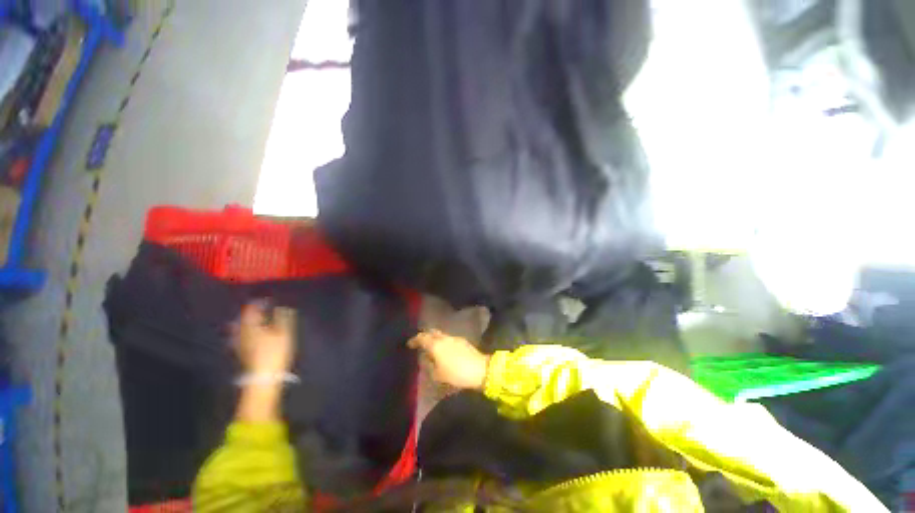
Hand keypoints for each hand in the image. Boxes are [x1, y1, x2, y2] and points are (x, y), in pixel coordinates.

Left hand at [234, 302, 295, 374]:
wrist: (264, 376)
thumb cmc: (275, 351)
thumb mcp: (284, 332)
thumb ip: (283, 318)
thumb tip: (282, 306)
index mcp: (251, 325)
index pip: (250, 309)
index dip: (258, 302)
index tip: (268, 299)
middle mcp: (241, 332)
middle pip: (244, 317)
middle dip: (253, 311)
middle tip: (263, 307)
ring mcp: (240, 342)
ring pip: (242, 326)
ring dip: (250, 321)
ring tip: (260, 318)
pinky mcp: (242, 351)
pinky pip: (242, 335)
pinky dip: (248, 330)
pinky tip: (254, 332)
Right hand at [408, 330, 489, 389]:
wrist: (480, 369)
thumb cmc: (456, 374)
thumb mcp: (438, 375)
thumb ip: (429, 365)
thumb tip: (426, 358)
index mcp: (435, 344)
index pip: (422, 337)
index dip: (414, 340)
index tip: (409, 344)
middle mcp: (444, 337)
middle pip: (432, 332)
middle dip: (425, 336)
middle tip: (420, 343)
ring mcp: (454, 338)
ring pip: (441, 335)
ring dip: (435, 339)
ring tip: (432, 348)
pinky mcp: (463, 341)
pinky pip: (448, 339)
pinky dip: (443, 342)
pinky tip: (444, 350)